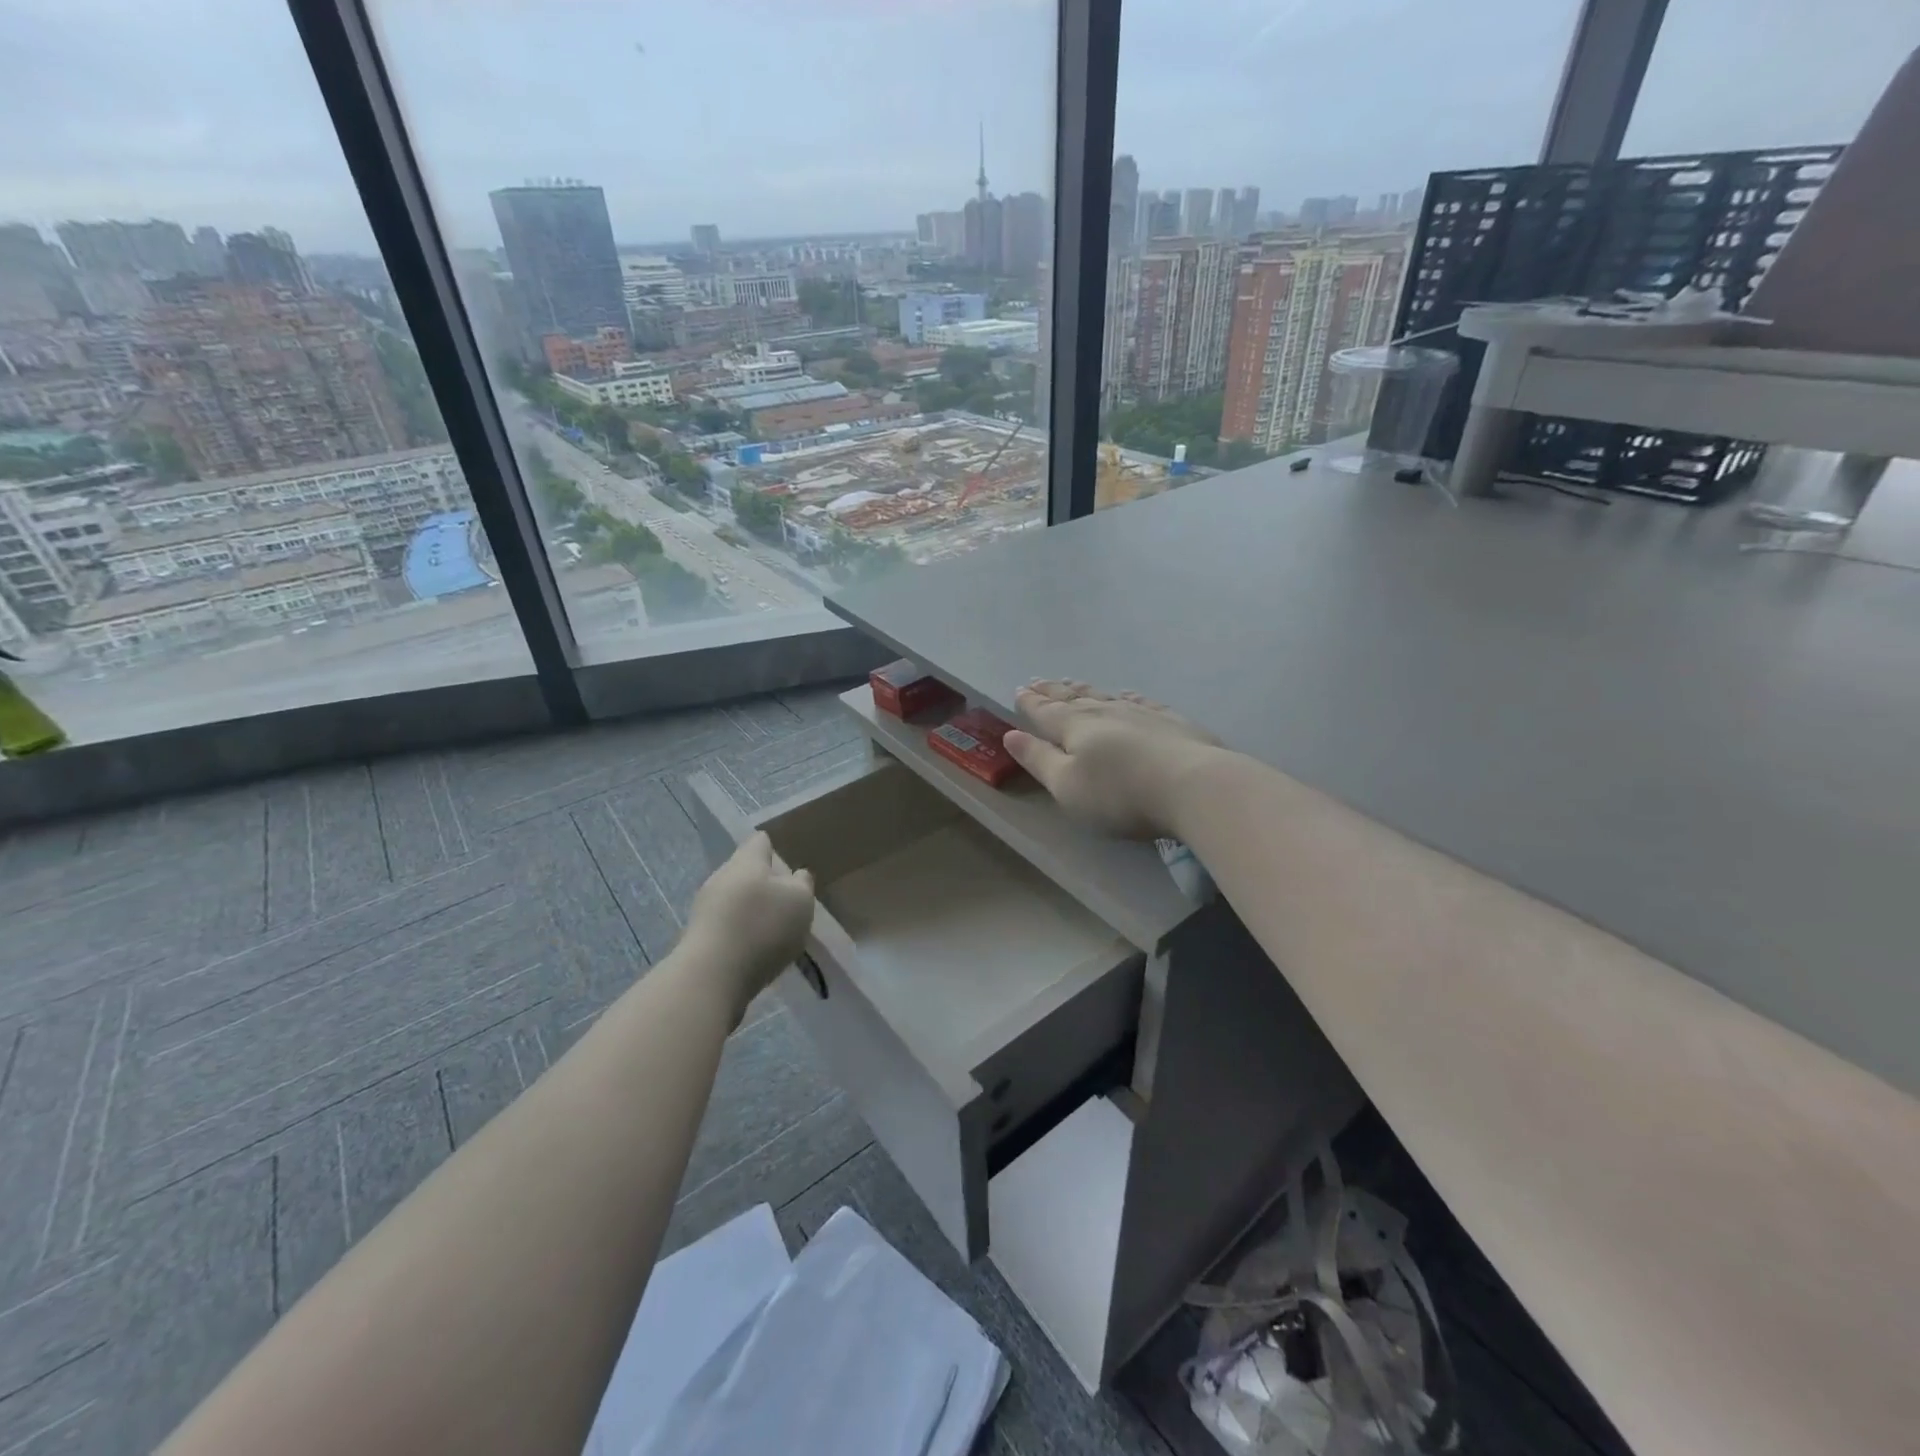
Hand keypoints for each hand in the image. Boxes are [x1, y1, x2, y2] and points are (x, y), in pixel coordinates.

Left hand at [683, 833, 815, 1014]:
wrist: (711, 978)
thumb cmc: (762, 927)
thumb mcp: (800, 900)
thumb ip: (802, 883)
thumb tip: (796, 875)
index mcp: (746, 861)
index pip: (760, 841)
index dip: (776, 846)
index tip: (791, 858)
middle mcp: (722, 877)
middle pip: (746, 871)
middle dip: (766, 882)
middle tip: (790, 899)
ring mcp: (706, 908)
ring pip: (736, 900)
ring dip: (755, 910)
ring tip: (778, 928)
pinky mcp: (701, 938)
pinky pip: (728, 926)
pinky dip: (744, 933)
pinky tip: (759, 949)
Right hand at [1004, 680, 1223, 839]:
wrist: (1193, 786)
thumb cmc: (1119, 794)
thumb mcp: (1066, 786)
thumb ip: (1038, 759)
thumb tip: (1010, 734)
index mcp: (1074, 728)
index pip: (1046, 712)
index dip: (1030, 703)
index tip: (1019, 690)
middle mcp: (1105, 712)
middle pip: (1073, 698)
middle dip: (1053, 691)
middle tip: (1038, 680)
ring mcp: (1140, 713)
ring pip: (1105, 695)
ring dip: (1085, 689)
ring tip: (1072, 682)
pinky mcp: (1171, 722)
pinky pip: (1142, 702)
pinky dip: (1128, 696)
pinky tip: (1127, 693)